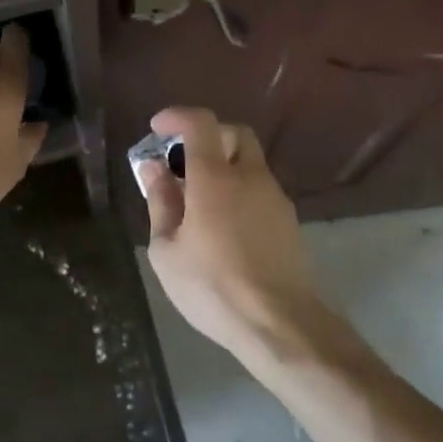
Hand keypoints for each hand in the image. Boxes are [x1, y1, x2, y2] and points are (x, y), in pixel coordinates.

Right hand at [140, 106, 320, 356]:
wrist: (280, 324)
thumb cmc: (212, 287)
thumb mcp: (167, 249)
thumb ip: (160, 202)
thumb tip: (154, 169)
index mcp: (216, 178)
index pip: (201, 123)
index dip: (177, 117)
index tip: (157, 128)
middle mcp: (250, 177)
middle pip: (234, 133)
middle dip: (206, 136)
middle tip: (181, 160)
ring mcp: (275, 198)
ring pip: (250, 162)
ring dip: (224, 165)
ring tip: (197, 199)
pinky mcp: (288, 221)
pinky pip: (259, 188)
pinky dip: (238, 189)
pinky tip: (222, 223)